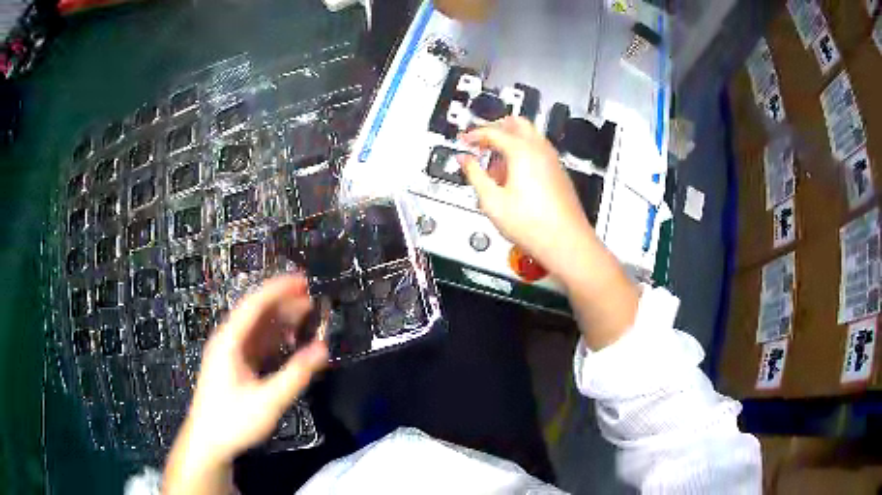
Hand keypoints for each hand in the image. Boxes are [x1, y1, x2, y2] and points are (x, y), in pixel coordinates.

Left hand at [165, 275, 327, 493]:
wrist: (209, 442)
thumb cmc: (233, 420)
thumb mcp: (268, 401)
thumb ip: (296, 375)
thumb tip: (323, 349)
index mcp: (229, 342)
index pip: (254, 305)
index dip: (278, 289)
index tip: (302, 280)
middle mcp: (228, 341)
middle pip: (256, 313)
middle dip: (283, 301)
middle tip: (311, 295)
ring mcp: (231, 354)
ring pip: (258, 328)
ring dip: (281, 319)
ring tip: (307, 313)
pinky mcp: (235, 366)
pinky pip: (258, 344)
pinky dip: (276, 338)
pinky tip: (292, 341)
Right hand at [461, 117, 638, 349]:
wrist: (566, 242)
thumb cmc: (533, 225)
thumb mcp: (492, 201)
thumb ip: (474, 175)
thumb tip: (464, 160)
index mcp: (522, 151)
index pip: (493, 132)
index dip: (475, 135)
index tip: (464, 141)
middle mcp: (540, 150)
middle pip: (517, 123)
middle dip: (496, 128)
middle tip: (481, 142)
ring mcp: (553, 160)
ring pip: (530, 136)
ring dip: (510, 141)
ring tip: (495, 165)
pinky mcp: (559, 173)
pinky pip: (539, 151)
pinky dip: (524, 153)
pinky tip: (513, 177)